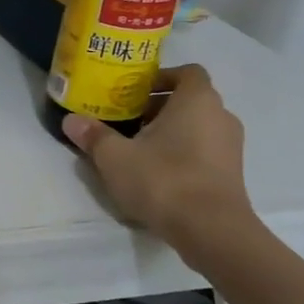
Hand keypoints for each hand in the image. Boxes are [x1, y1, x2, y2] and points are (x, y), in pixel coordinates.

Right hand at [62, 64, 251, 246]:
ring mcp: (232, 146)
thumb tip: (71, 120)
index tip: (133, 92)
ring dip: (171, 131)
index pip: (186, 72)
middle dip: (158, 106)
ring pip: (197, 126)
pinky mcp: (232, 173)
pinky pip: (205, 149)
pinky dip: (183, 152)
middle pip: (189, 99)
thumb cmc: (163, 179)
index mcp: (197, 100)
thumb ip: (93, 135)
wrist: (211, 230)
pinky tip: (157, 172)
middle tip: (126, 120)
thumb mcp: (115, 157)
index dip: (160, 78)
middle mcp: (221, 116)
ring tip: (138, 148)